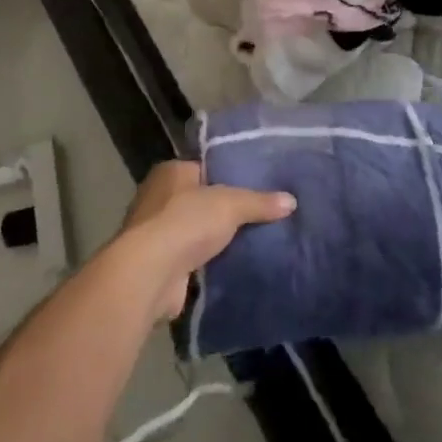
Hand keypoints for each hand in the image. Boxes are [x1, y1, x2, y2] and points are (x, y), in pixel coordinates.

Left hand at [116, 160, 295, 321]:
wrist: (150, 273)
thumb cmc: (185, 222)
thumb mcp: (230, 204)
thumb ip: (259, 202)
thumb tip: (292, 201)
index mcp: (171, 172)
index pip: (204, 168)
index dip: (227, 176)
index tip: (255, 185)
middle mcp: (158, 197)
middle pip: (199, 199)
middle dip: (222, 210)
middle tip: (259, 215)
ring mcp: (155, 232)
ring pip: (194, 230)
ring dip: (213, 239)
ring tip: (252, 242)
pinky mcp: (158, 263)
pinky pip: (190, 258)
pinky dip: (206, 263)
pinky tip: (231, 266)